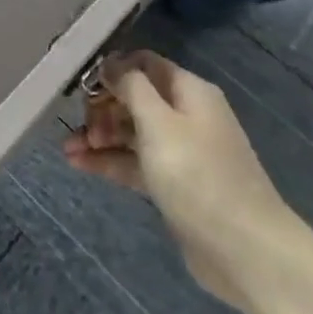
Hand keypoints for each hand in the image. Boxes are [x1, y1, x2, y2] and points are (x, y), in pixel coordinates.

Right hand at [63, 51, 298, 307]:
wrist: (245, 251)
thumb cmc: (198, 175)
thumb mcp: (159, 122)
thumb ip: (131, 87)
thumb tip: (111, 63)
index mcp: (189, 92)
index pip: (144, 64)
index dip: (112, 69)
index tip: (80, 84)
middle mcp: (186, 116)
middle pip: (136, 99)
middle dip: (102, 107)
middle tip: (78, 126)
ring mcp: (181, 152)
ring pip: (132, 133)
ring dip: (100, 136)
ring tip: (67, 149)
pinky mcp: (174, 185)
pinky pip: (135, 163)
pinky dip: (109, 161)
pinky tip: (79, 164)